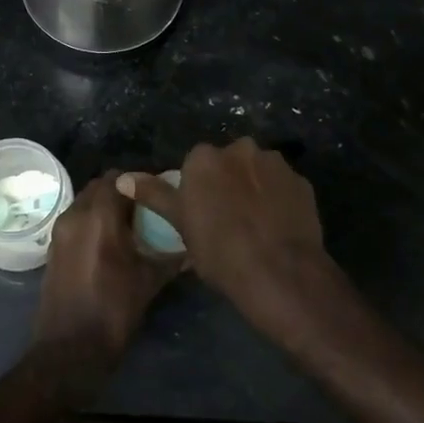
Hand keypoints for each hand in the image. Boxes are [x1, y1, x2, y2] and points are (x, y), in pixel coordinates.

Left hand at [32, 172, 181, 400]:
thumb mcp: (149, 281)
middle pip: (100, 186)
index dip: (140, 181)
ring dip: (105, 206)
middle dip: (122, 192)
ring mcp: (60, 231)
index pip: (119, 177)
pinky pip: (76, 220)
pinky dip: (92, 222)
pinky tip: (111, 243)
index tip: (159, 193)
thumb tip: (194, 245)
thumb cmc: (113, 311)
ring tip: (131, 226)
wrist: (69, 350)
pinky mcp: (53, 248)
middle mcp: (76, 215)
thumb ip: (171, 256)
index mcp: (99, 216)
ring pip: (86, 202)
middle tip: (146, 208)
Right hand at [118, 139, 345, 347]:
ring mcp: (274, 163)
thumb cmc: (220, 251)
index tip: (202, 214)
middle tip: (228, 217)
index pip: (196, 164)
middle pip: (228, 162)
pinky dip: (278, 198)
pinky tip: (277, 226)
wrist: (280, 273)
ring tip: (256, 223)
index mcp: (205, 157)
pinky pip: (282, 186)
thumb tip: (122, 178)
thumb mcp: (181, 225)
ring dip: (254, 187)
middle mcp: (240, 148)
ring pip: (257, 171)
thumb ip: (154, 195)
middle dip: (228, 181)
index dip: (199, 189)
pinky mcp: (301, 181)